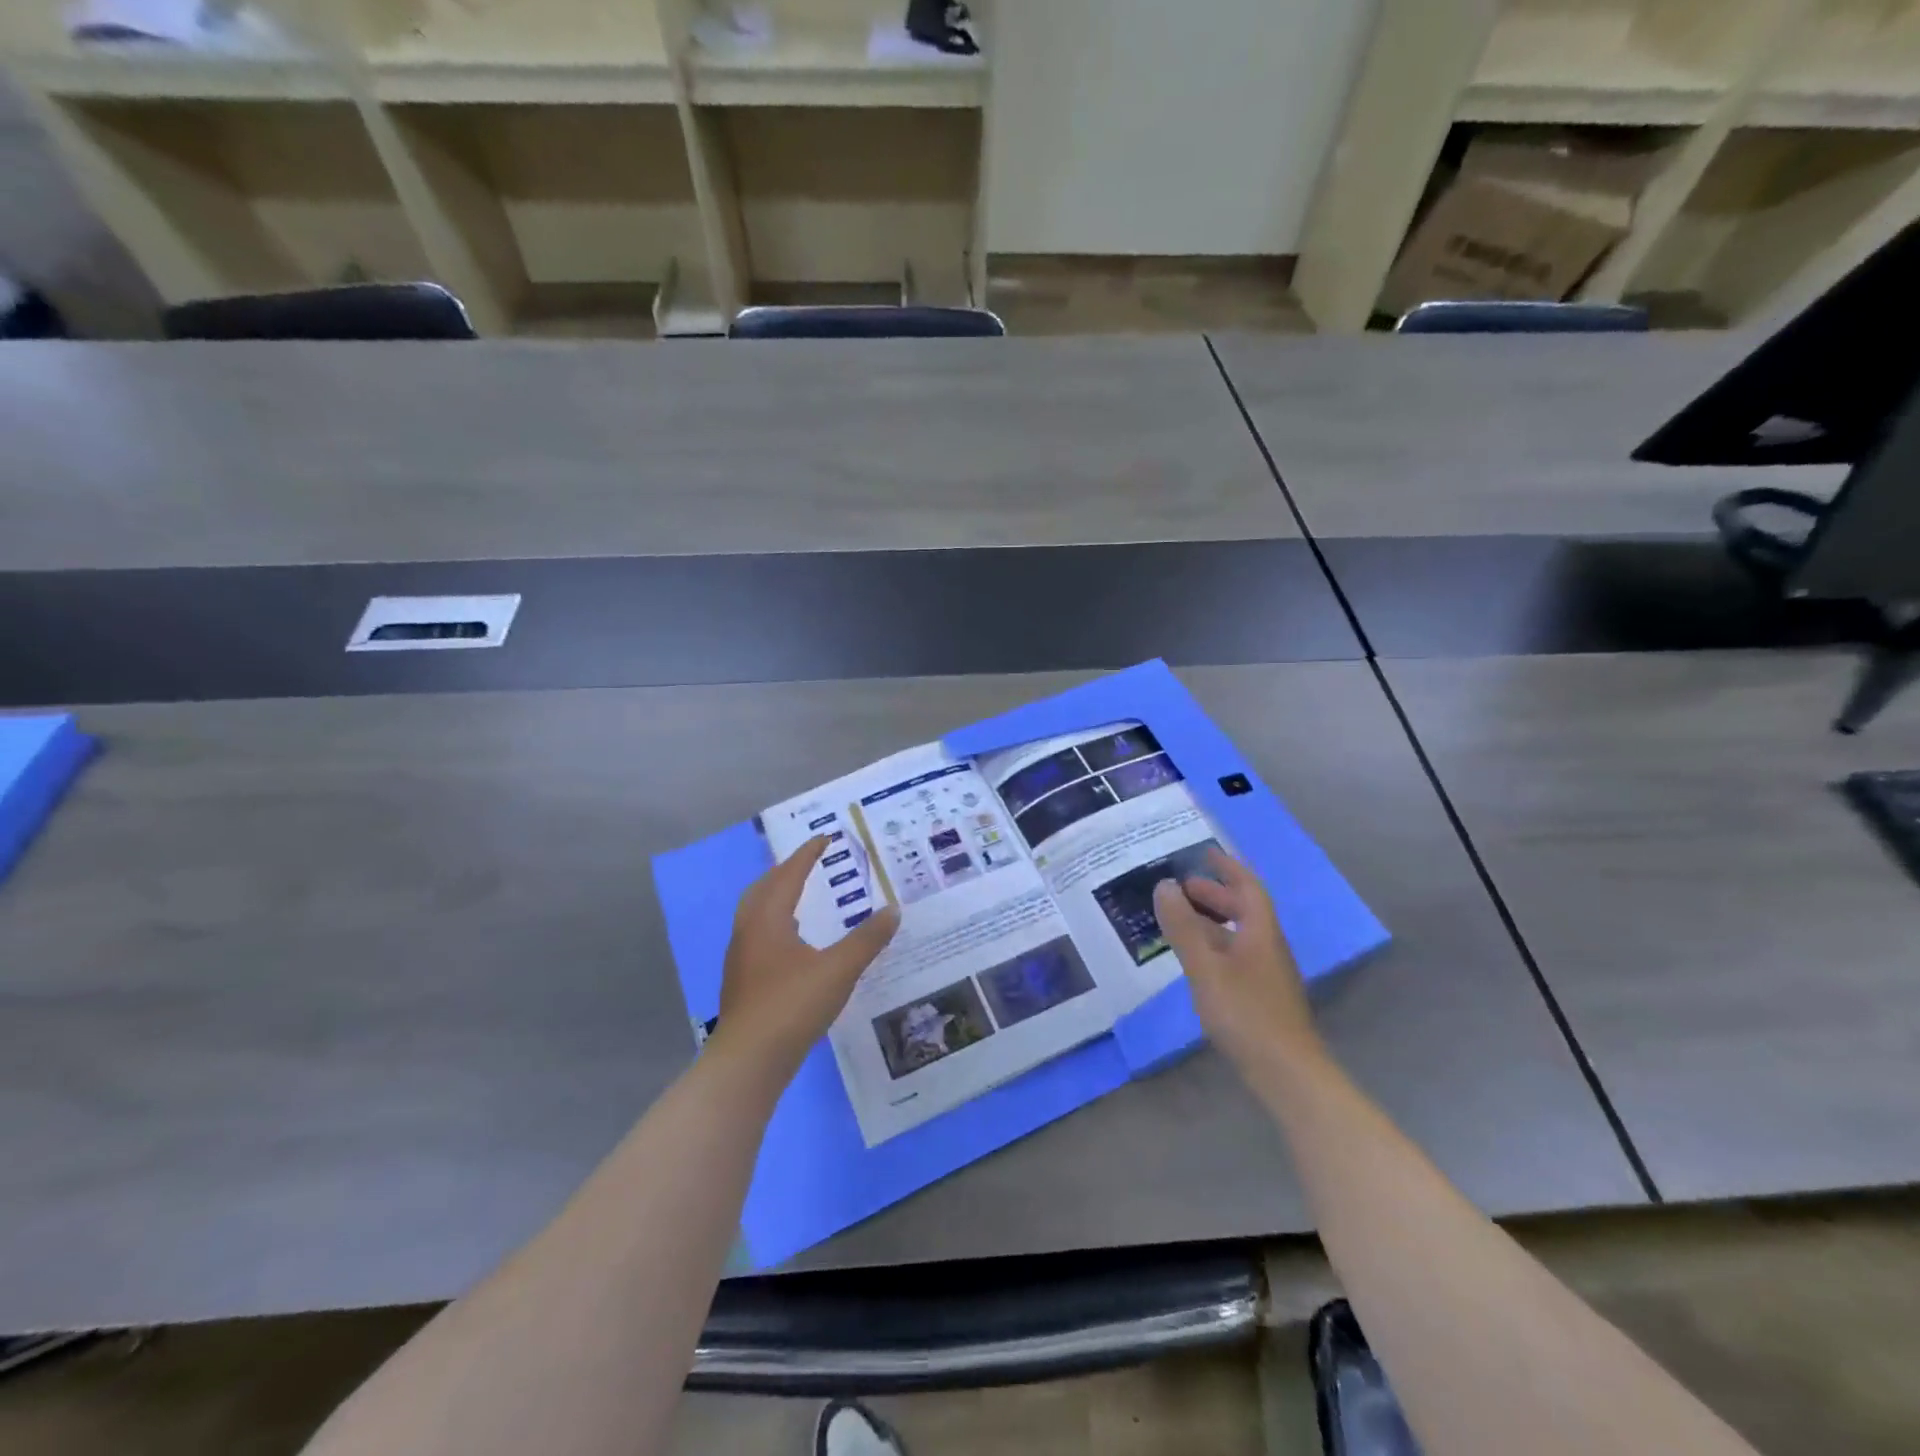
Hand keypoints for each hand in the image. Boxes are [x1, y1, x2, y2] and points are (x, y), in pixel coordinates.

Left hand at [711, 836, 899, 1082]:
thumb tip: (894, 909)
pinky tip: (792, 942)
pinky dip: (775, 923)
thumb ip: (867, 939)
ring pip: (756, 913)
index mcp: (767, 919)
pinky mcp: (743, 982)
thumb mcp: (839, 970)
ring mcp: (741, 958)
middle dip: (786, 871)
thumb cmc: (792, 1006)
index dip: (807, 854)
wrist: (748, 1062)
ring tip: (800, 895)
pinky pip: (758, 935)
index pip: (788, 874)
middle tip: (809, 861)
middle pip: (764, 888)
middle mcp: (748, 931)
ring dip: (777, 897)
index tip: (825, 838)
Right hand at [1153, 849, 1319, 1072]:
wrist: (1288, 1074)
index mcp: (1261, 933)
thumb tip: (1164, 885)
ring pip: (1239, 936)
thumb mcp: (1206, 968)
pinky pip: (1235, 956)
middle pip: (1245, 910)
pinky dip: (1213, 946)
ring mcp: (1267, 975)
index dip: (1227, 868)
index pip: (1248, 888)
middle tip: (1182, 887)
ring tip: (1180, 920)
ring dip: (1212, 921)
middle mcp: (1268, 948)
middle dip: (1215, 894)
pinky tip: (1195, 961)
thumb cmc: (1247, 1014)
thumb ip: (1184, 927)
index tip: (1205, 853)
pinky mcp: (1261, 998)